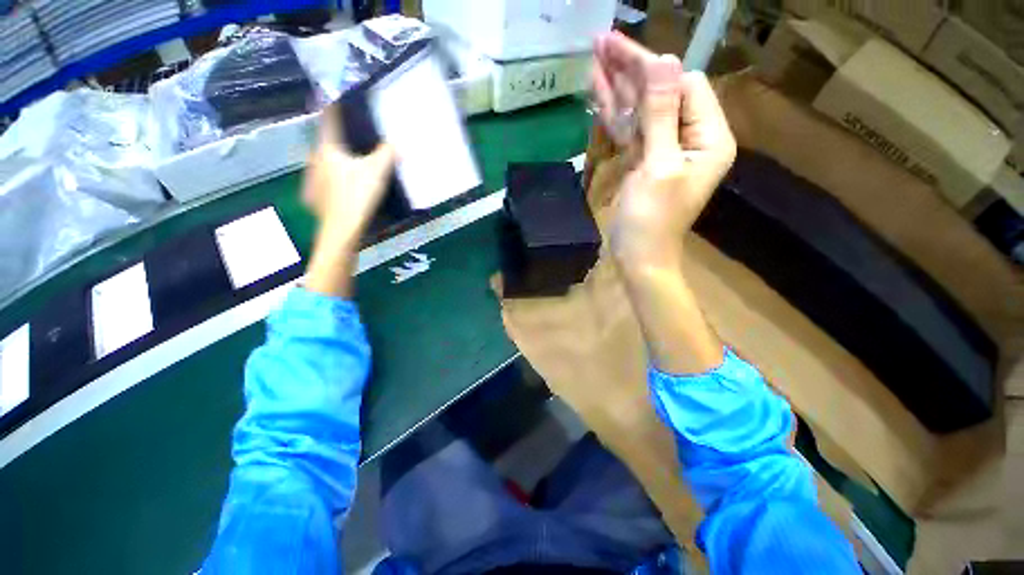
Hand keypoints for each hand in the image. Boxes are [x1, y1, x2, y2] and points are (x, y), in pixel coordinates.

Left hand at [303, 105, 395, 297]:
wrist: (341, 230)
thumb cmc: (357, 195)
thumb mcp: (377, 172)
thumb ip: (387, 154)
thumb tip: (396, 144)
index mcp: (327, 149)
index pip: (329, 119)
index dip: (333, 105)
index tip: (336, 95)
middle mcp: (315, 159)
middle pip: (326, 142)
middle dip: (337, 138)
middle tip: (352, 138)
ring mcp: (312, 179)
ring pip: (324, 162)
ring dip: (335, 159)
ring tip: (349, 164)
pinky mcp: (315, 196)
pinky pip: (324, 180)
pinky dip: (333, 178)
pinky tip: (344, 187)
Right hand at [591, 32, 735, 264]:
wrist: (638, 257)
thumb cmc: (651, 221)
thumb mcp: (657, 168)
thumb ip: (661, 116)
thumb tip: (664, 61)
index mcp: (708, 138)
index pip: (685, 87)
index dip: (654, 70)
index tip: (620, 53)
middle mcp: (690, 138)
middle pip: (662, 93)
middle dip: (632, 70)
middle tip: (602, 41)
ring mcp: (664, 149)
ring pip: (642, 110)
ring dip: (619, 87)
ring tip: (595, 57)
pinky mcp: (643, 161)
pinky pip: (631, 130)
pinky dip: (614, 113)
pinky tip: (598, 93)